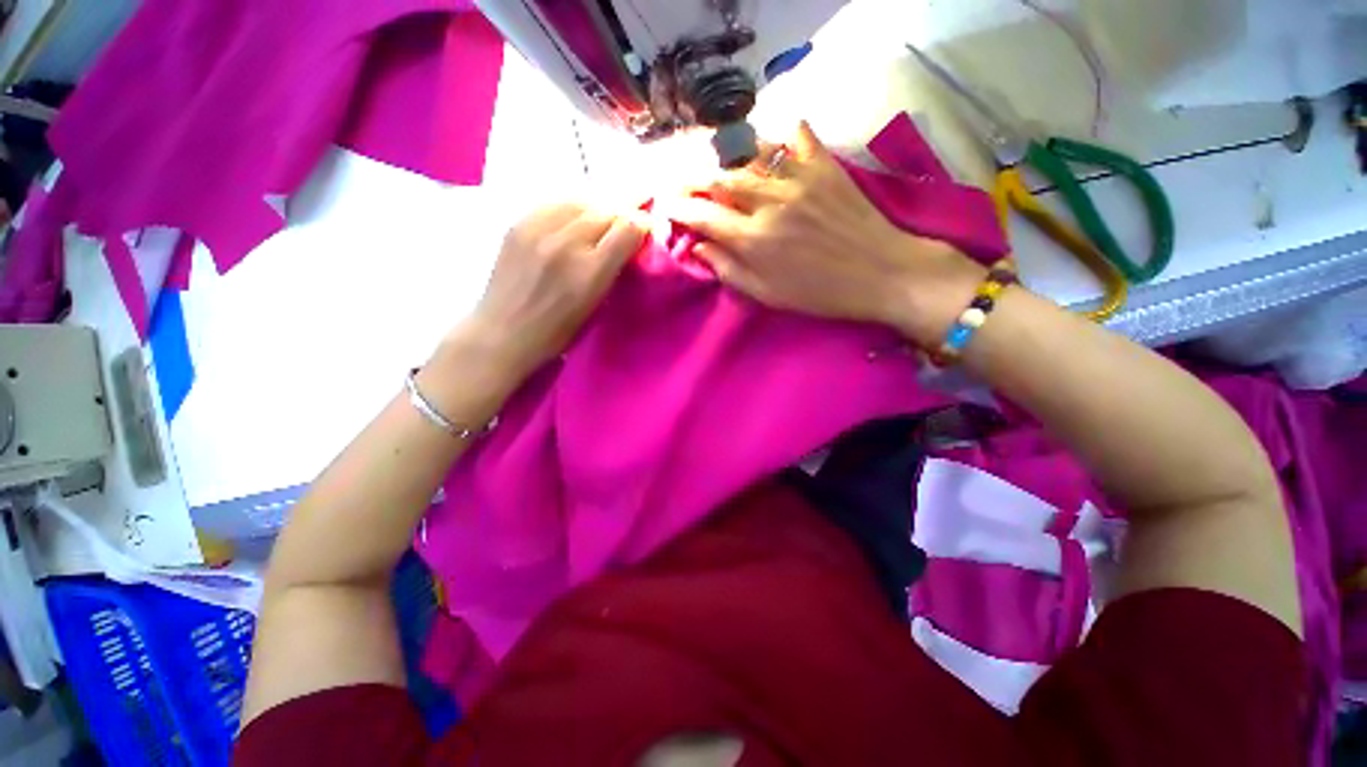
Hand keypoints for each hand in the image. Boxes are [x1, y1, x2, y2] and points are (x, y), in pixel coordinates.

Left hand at [440, 204, 646, 389]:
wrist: (502, 333)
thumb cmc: (555, 332)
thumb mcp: (595, 306)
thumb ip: (613, 270)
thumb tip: (630, 241)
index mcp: (589, 272)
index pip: (627, 228)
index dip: (643, 223)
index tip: (648, 227)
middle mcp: (566, 244)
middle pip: (606, 210)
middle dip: (624, 212)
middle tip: (632, 217)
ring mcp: (538, 230)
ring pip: (581, 200)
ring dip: (599, 206)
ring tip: (605, 215)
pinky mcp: (518, 224)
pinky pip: (555, 203)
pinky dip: (573, 206)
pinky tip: (576, 216)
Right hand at [660, 123, 983, 345]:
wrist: (881, 273)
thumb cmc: (820, 293)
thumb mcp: (768, 295)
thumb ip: (729, 270)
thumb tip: (698, 247)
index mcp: (753, 239)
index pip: (702, 215)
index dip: (679, 208)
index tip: (667, 205)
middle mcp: (769, 202)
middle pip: (718, 177)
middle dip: (692, 177)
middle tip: (683, 180)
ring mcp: (798, 177)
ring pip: (748, 151)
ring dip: (724, 155)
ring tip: (715, 161)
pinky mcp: (824, 165)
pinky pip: (795, 135)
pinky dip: (778, 134)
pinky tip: (770, 145)